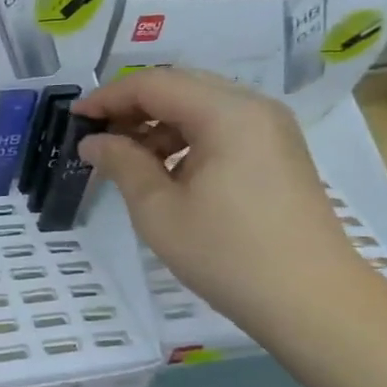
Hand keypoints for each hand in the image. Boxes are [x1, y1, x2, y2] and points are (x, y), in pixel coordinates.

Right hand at [75, 68, 365, 327]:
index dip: (108, 97)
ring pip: (202, 107)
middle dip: (133, 108)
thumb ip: (122, 164)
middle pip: (180, 87)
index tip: (74, 119)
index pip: (155, 84)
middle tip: (97, 137)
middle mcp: (254, 107)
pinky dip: (187, 140)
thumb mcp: (159, 211)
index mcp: (227, 113)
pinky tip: (167, 172)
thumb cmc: (227, 254)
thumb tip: (93, 141)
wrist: (312, 301)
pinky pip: (223, 128)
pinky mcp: (279, 153)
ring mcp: (272, 129)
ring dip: (159, 125)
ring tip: (128, 160)